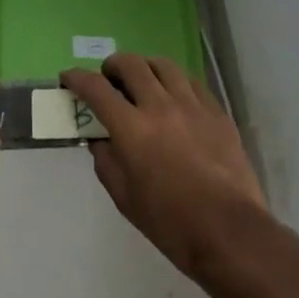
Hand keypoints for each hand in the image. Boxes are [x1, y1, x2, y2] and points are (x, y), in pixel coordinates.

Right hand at [62, 54, 268, 287]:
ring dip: (145, 68)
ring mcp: (192, 105)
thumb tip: (100, 140)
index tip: (68, 77)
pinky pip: (192, 82)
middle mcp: (160, 106)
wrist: (230, 233)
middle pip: (131, 64)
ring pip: (163, 65)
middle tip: (109, 79)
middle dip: (112, 66)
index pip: (96, 89)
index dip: (77, 78)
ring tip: (143, 82)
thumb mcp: (125, 199)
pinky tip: (175, 98)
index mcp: (132, 129)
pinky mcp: (217, 112)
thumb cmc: (171, 223)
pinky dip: (175, 82)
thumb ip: (107, 162)